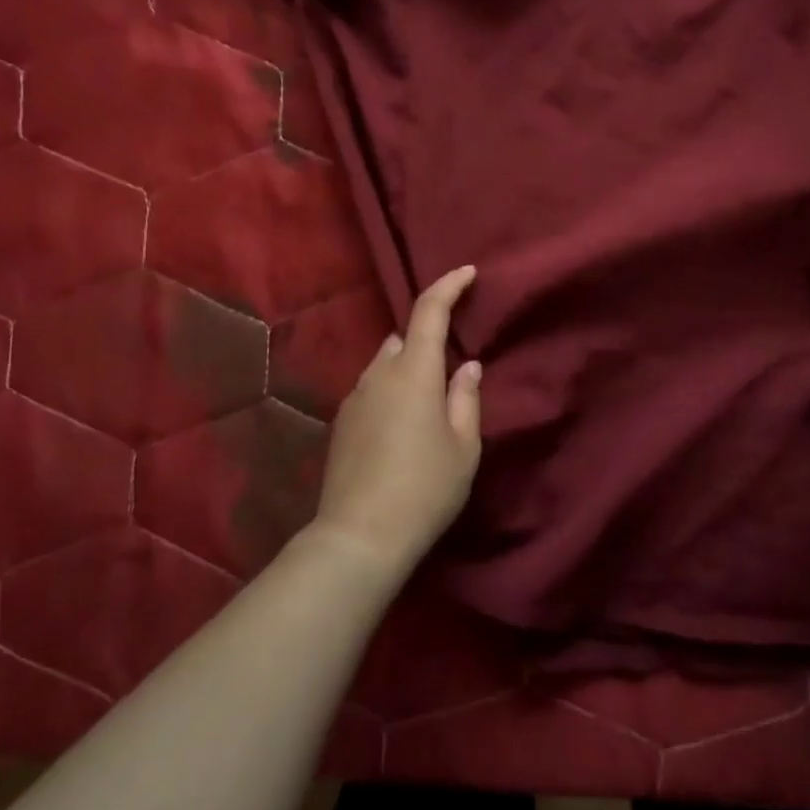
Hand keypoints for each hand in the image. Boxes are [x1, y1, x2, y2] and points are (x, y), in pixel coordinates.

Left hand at [312, 265, 483, 583]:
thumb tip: (467, 366)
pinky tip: (402, 427)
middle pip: (403, 338)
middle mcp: (379, 373)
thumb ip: (466, 398)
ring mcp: (355, 397)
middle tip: (451, 368)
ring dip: (407, 368)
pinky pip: (372, 389)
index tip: (467, 273)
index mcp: (414, 371)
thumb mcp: (463, 446)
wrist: (359, 536)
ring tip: (427, 403)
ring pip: (385, 364)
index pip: (429, 310)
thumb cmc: (425, 488)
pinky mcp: (341, 422)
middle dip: (427, 339)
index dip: (448, 286)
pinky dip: (390, 391)